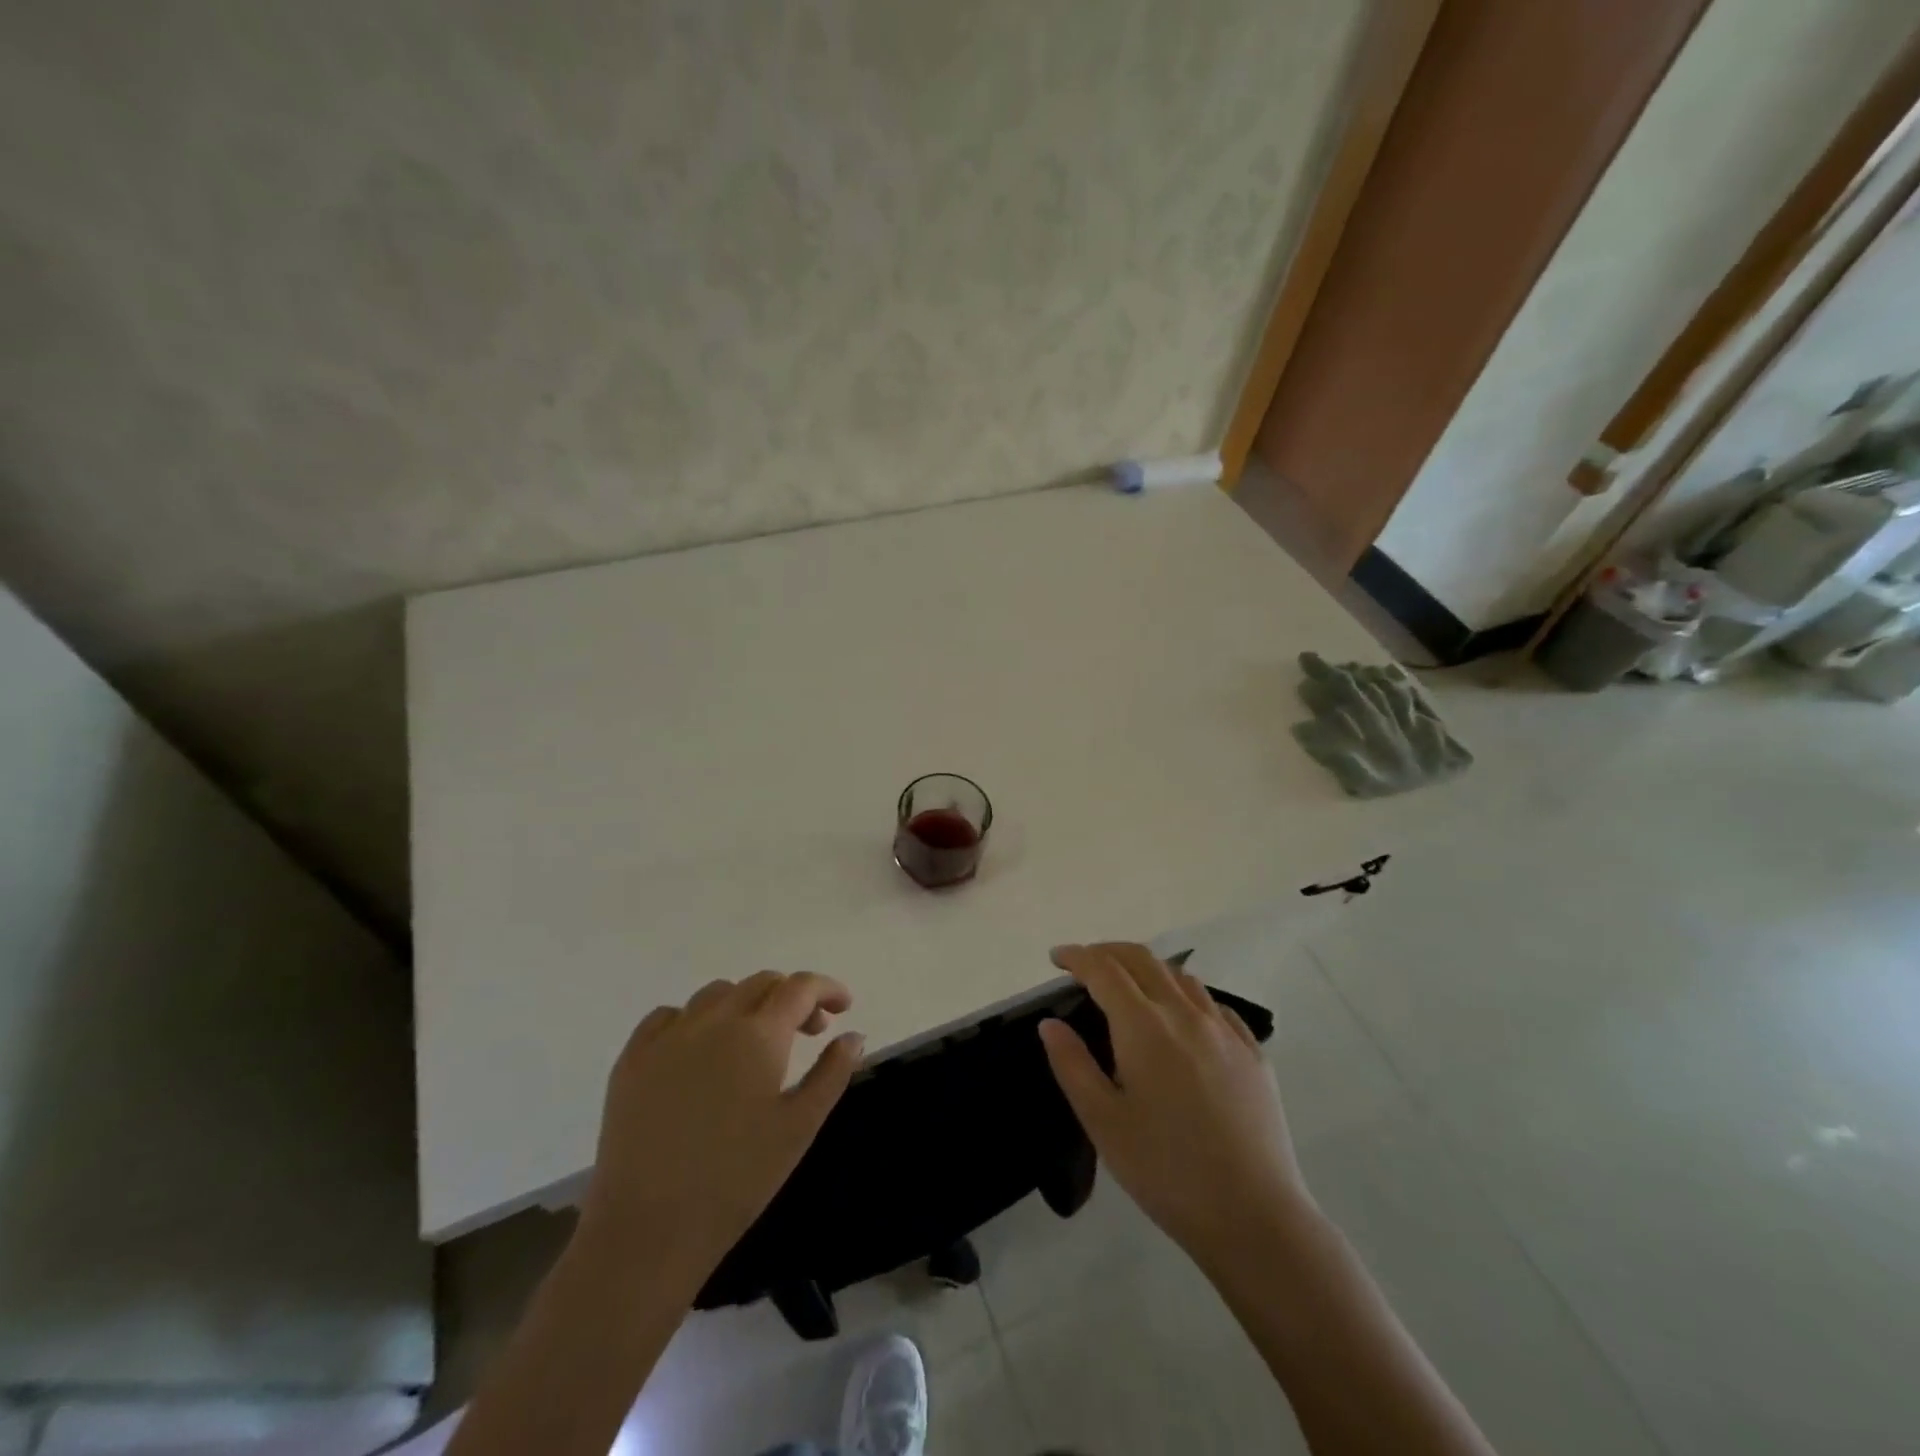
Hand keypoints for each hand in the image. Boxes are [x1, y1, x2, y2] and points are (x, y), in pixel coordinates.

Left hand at [578, 971, 863, 1289]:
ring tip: (755, 1040)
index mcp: (759, 1033)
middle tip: (808, 1031)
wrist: (648, 1230)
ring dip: (747, 1004)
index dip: (827, 989)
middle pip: (761, 983)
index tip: (843, 1007)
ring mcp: (668, 1036)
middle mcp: (714, 1019)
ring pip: (716, 994)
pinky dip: (697, 1020)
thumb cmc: (737, 1180)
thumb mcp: (800, 1127)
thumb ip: (832, 1073)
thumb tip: (853, 1035)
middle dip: (792, 997)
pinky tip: (701, 1050)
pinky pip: (669, 1016)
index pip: (800, 987)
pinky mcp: (632, 1059)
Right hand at [1039, 943, 1310, 1263]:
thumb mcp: (1102, 1122)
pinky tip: (1183, 1018)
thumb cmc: (1165, 1170)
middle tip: (1085, 964)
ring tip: (1130, 986)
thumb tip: (1050, 1023)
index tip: (1057, 957)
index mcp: (1144, 1026)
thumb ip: (1072, 1064)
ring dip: (1148, 969)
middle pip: (1143, 959)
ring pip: (1181, 977)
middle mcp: (1185, 1014)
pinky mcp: (1254, 1054)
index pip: (1104, 970)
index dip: (1077, 956)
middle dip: (1108, 951)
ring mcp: (1225, 1031)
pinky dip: (1186, 995)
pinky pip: (1215, 1005)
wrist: (1254, 1216)